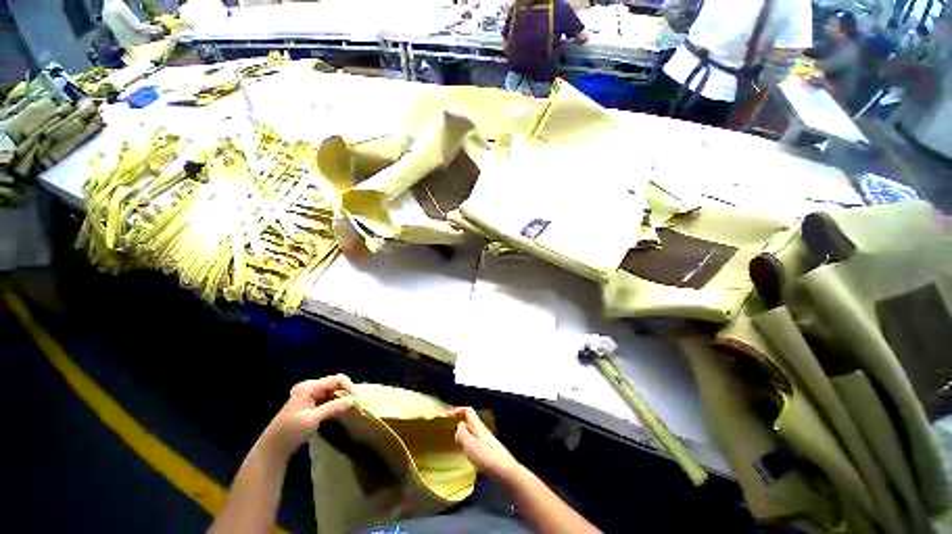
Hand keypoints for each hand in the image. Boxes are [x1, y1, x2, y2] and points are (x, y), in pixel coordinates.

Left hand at [259, 375, 354, 459]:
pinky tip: (339, 410)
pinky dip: (335, 402)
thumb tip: (353, 399)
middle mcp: (310, 387)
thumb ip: (333, 407)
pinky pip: (327, 398)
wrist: (272, 449)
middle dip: (346, 391)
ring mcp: (309, 395)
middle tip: (355, 403)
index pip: (336, 379)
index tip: (357, 399)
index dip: (349, 386)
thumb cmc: (290, 432)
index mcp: (309, 387)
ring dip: (341, 397)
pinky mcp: (309, 404)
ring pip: (331, 391)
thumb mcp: (312, 419)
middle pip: (334, 383)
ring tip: (349, 407)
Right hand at [450, 407, 521, 479]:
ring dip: (463, 435)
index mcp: (478, 426)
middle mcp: (482, 430)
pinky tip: (466, 454)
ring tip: (455, 444)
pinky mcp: (488, 451)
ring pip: (472, 432)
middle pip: (469, 421)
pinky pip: (475, 442)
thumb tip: (459, 425)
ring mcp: (486, 440)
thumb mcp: (470, 445)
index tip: (447, 415)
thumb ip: (462, 434)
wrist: (505, 471)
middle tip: (449, 431)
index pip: (468, 411)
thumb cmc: (486, 456)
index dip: (458, 410)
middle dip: (459, 423)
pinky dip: (468, 444)